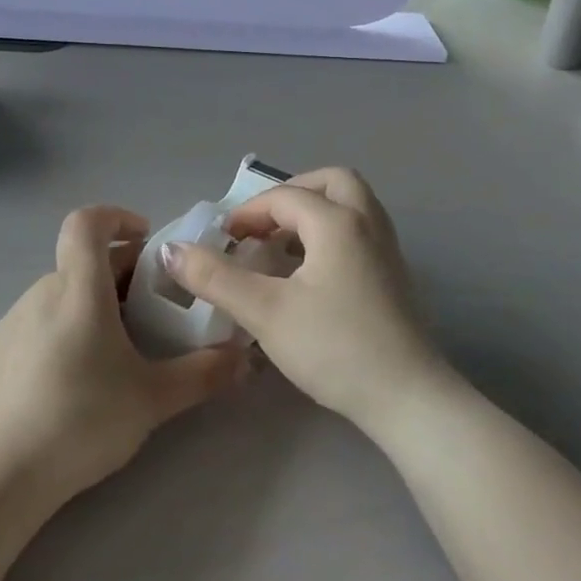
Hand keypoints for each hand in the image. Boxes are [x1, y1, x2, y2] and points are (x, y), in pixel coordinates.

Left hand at [0, 205, 243, 502]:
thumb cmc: (82, 418)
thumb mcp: (153, 399)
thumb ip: (203, 374)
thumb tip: (244, 359)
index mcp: (79, 289)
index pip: (87, 222)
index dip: (116, 216)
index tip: (145, 239)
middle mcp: (42, 292)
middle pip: (83, 262)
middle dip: (121, 274)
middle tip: (152, 312)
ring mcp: (13, 321)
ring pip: (62, 294)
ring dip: (93, 304)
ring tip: (117, 350)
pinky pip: (39, 322)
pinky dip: (65, 329)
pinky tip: (75, 380)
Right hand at [159, 169, 446, 436]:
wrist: (408, 398)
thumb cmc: (334, 347)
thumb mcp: (265, 311)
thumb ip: (216, 277)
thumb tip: (172, 250)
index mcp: (338, 222)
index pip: (285, 197)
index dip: (248, 212)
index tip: (222, 239)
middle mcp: (368, 224)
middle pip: (332, 182)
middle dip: (293, 194)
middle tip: (265, 223)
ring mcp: (387, 250)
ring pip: (351, 206)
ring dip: (315, 212)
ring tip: (283, 244)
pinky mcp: (394, 277)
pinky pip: (360, 232)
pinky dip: (332, 234)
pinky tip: (311, 273)